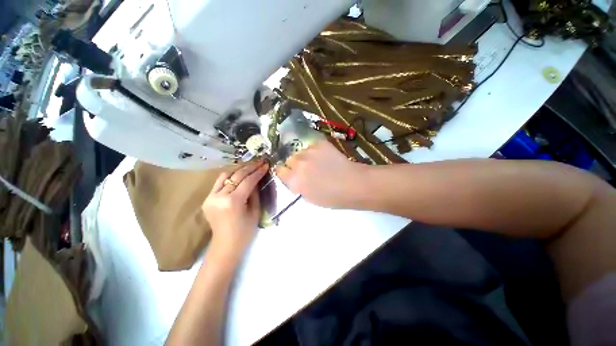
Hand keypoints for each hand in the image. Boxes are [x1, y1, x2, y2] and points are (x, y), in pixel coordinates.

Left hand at [203, 161, 268, 253]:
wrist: (226, 245)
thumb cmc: (245, 231)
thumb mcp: (255, 211)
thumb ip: (255, 193)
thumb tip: (257, 179)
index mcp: (233, 202)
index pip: (247, 181)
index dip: (258, 172)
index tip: (265, 165)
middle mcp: (219, 197)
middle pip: (236, 175)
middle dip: (250, 167)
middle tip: (260, 162)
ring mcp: (210, 197)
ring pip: (225, 175)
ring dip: (239, 169)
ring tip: (250, 166)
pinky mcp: (207, 199)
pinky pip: (219, 183)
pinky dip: (230, 177)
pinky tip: (238, 175)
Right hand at [275, 141, 368, 208]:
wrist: (352, 184)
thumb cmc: (332, 197)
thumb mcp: (309, 198)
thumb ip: (297, 186)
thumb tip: (294, 179)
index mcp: (294, 180)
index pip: (279, 170)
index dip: (285, 172)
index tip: (291, 173)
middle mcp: (298, 164)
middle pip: (289, 159)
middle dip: (295, 164)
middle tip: (306, 168)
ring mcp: (309, 152)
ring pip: (300, 152)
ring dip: (305, 157)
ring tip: (317, 162)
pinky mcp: (319, 143)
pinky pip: (311, 146)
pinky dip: (315, 151)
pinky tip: (325, 156)